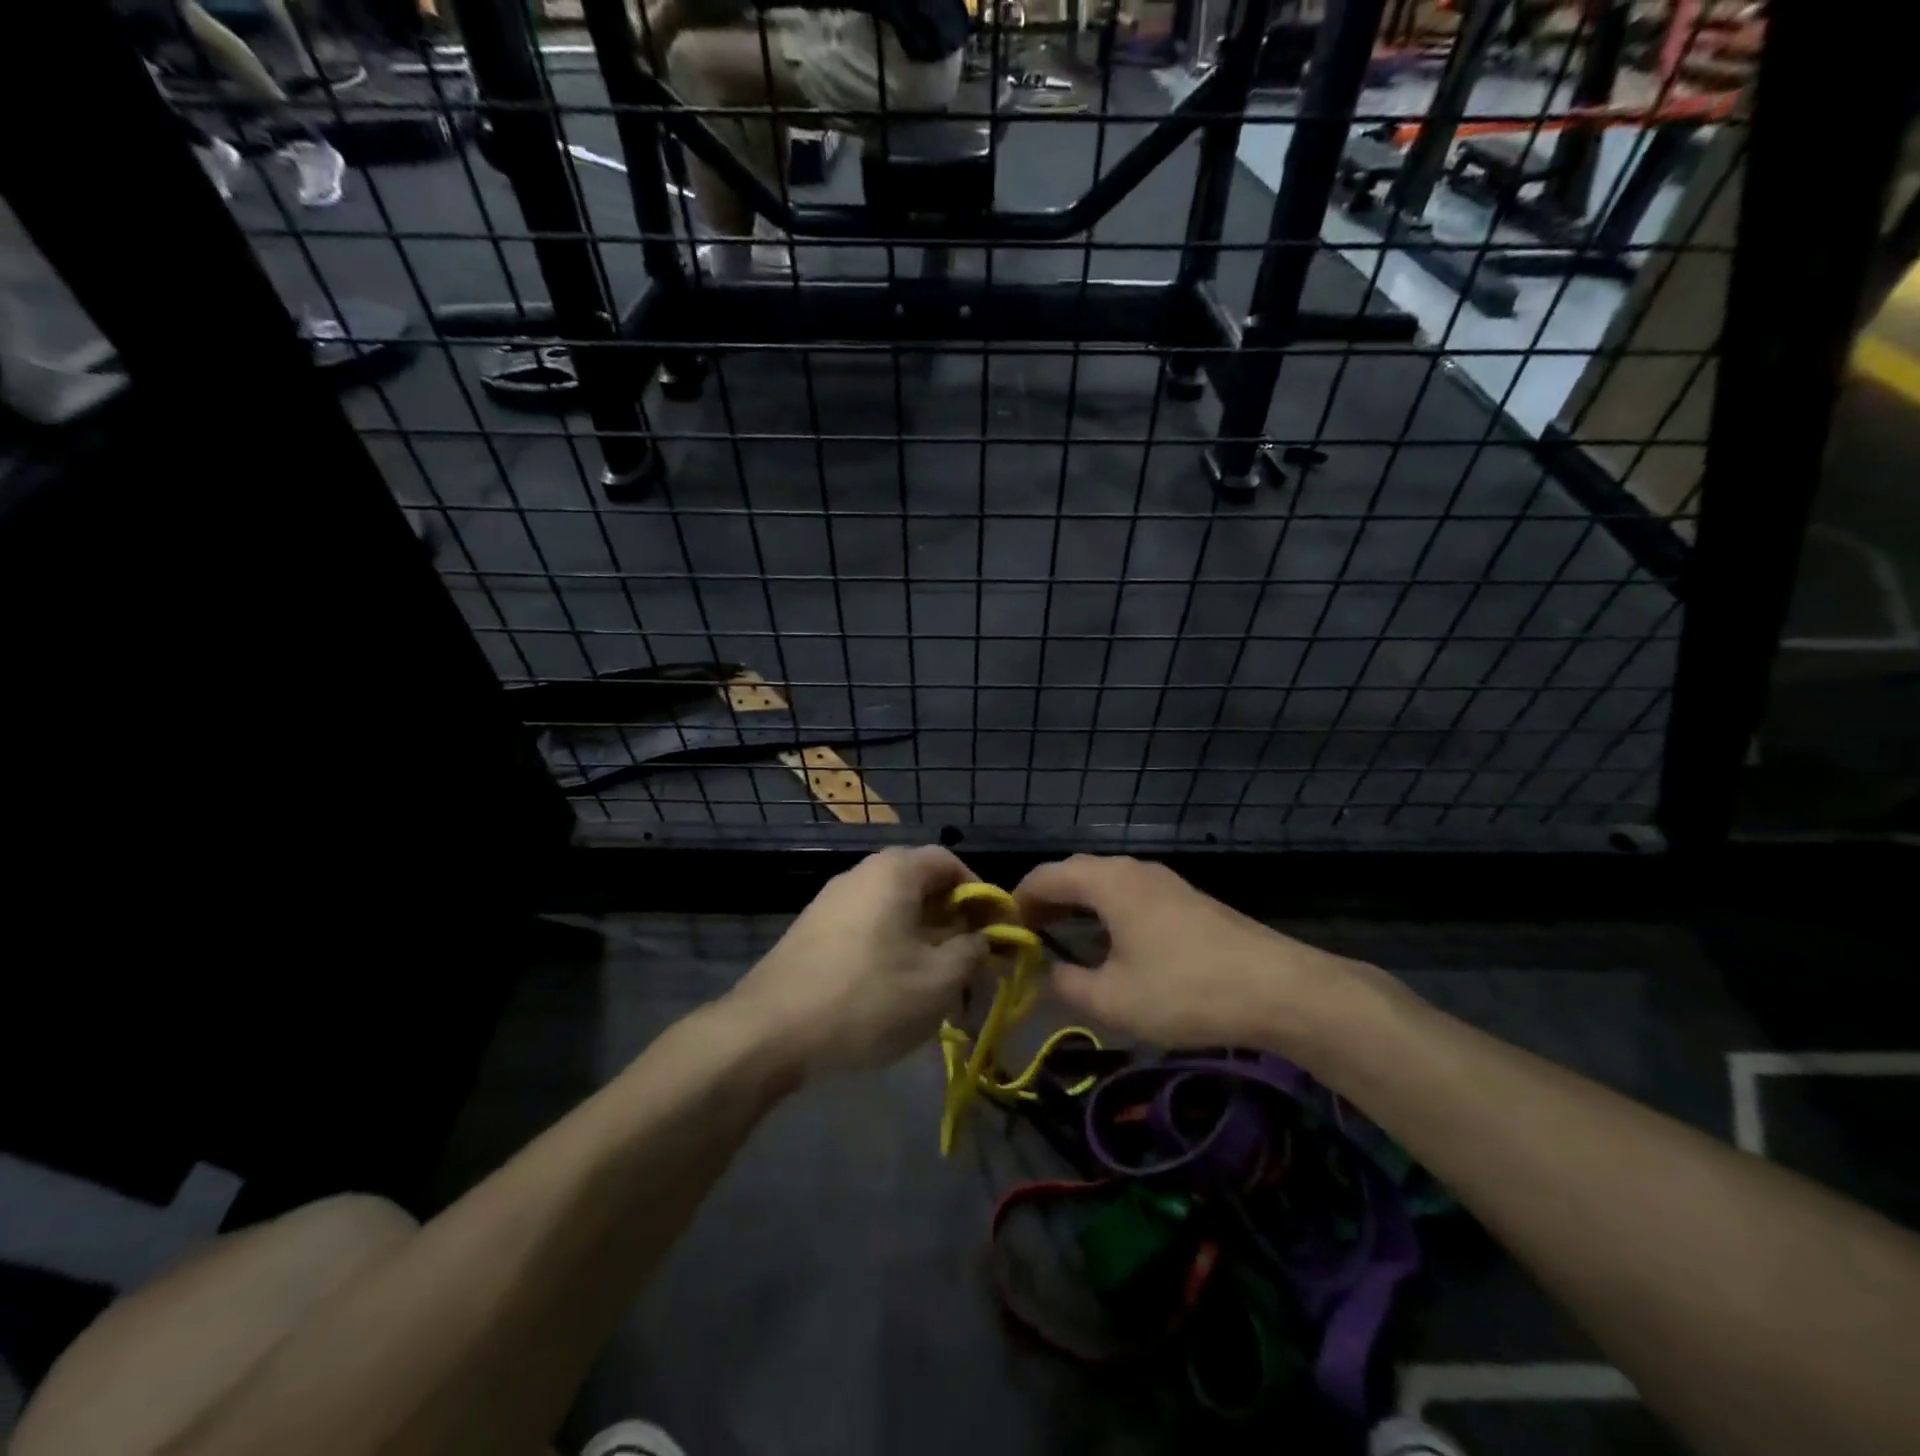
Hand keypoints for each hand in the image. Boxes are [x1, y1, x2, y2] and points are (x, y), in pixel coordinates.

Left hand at [726, 847, 987, 1077]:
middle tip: (971, 965)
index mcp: (894, 870)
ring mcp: (831, 903)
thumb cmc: (867, 997)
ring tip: (937, 988)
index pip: (950, 861)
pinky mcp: (812, 933)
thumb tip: (982, 938)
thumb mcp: (938, 980)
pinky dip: (891, 952)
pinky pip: (867, 930)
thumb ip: (972, 951)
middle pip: (921, 886)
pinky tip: (894, 993)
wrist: (768, 1032)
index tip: (997, 931)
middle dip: (953, 924)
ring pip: (894, 912)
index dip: (981, 893)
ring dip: (924, 943)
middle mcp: (860, 874)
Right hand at [1013, 855, 1361, 1051]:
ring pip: (1105, 882)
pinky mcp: (1186, 899)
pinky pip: (1130, 894)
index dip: (1017, 900)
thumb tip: (1050, 973)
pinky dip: (1106, 911)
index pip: (1045, 876)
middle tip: (1027, 934)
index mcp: (1107, 882)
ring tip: (1061, 937)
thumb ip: (1068, 984)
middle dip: (1046, 900)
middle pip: (1074, 872)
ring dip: (1077, 905)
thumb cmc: (1185, 990)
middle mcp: (1132, 869)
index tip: (1002, 930)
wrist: (1279, 988)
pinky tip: (1111, 943)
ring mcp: (1164, 881)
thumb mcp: (1114, 1000)